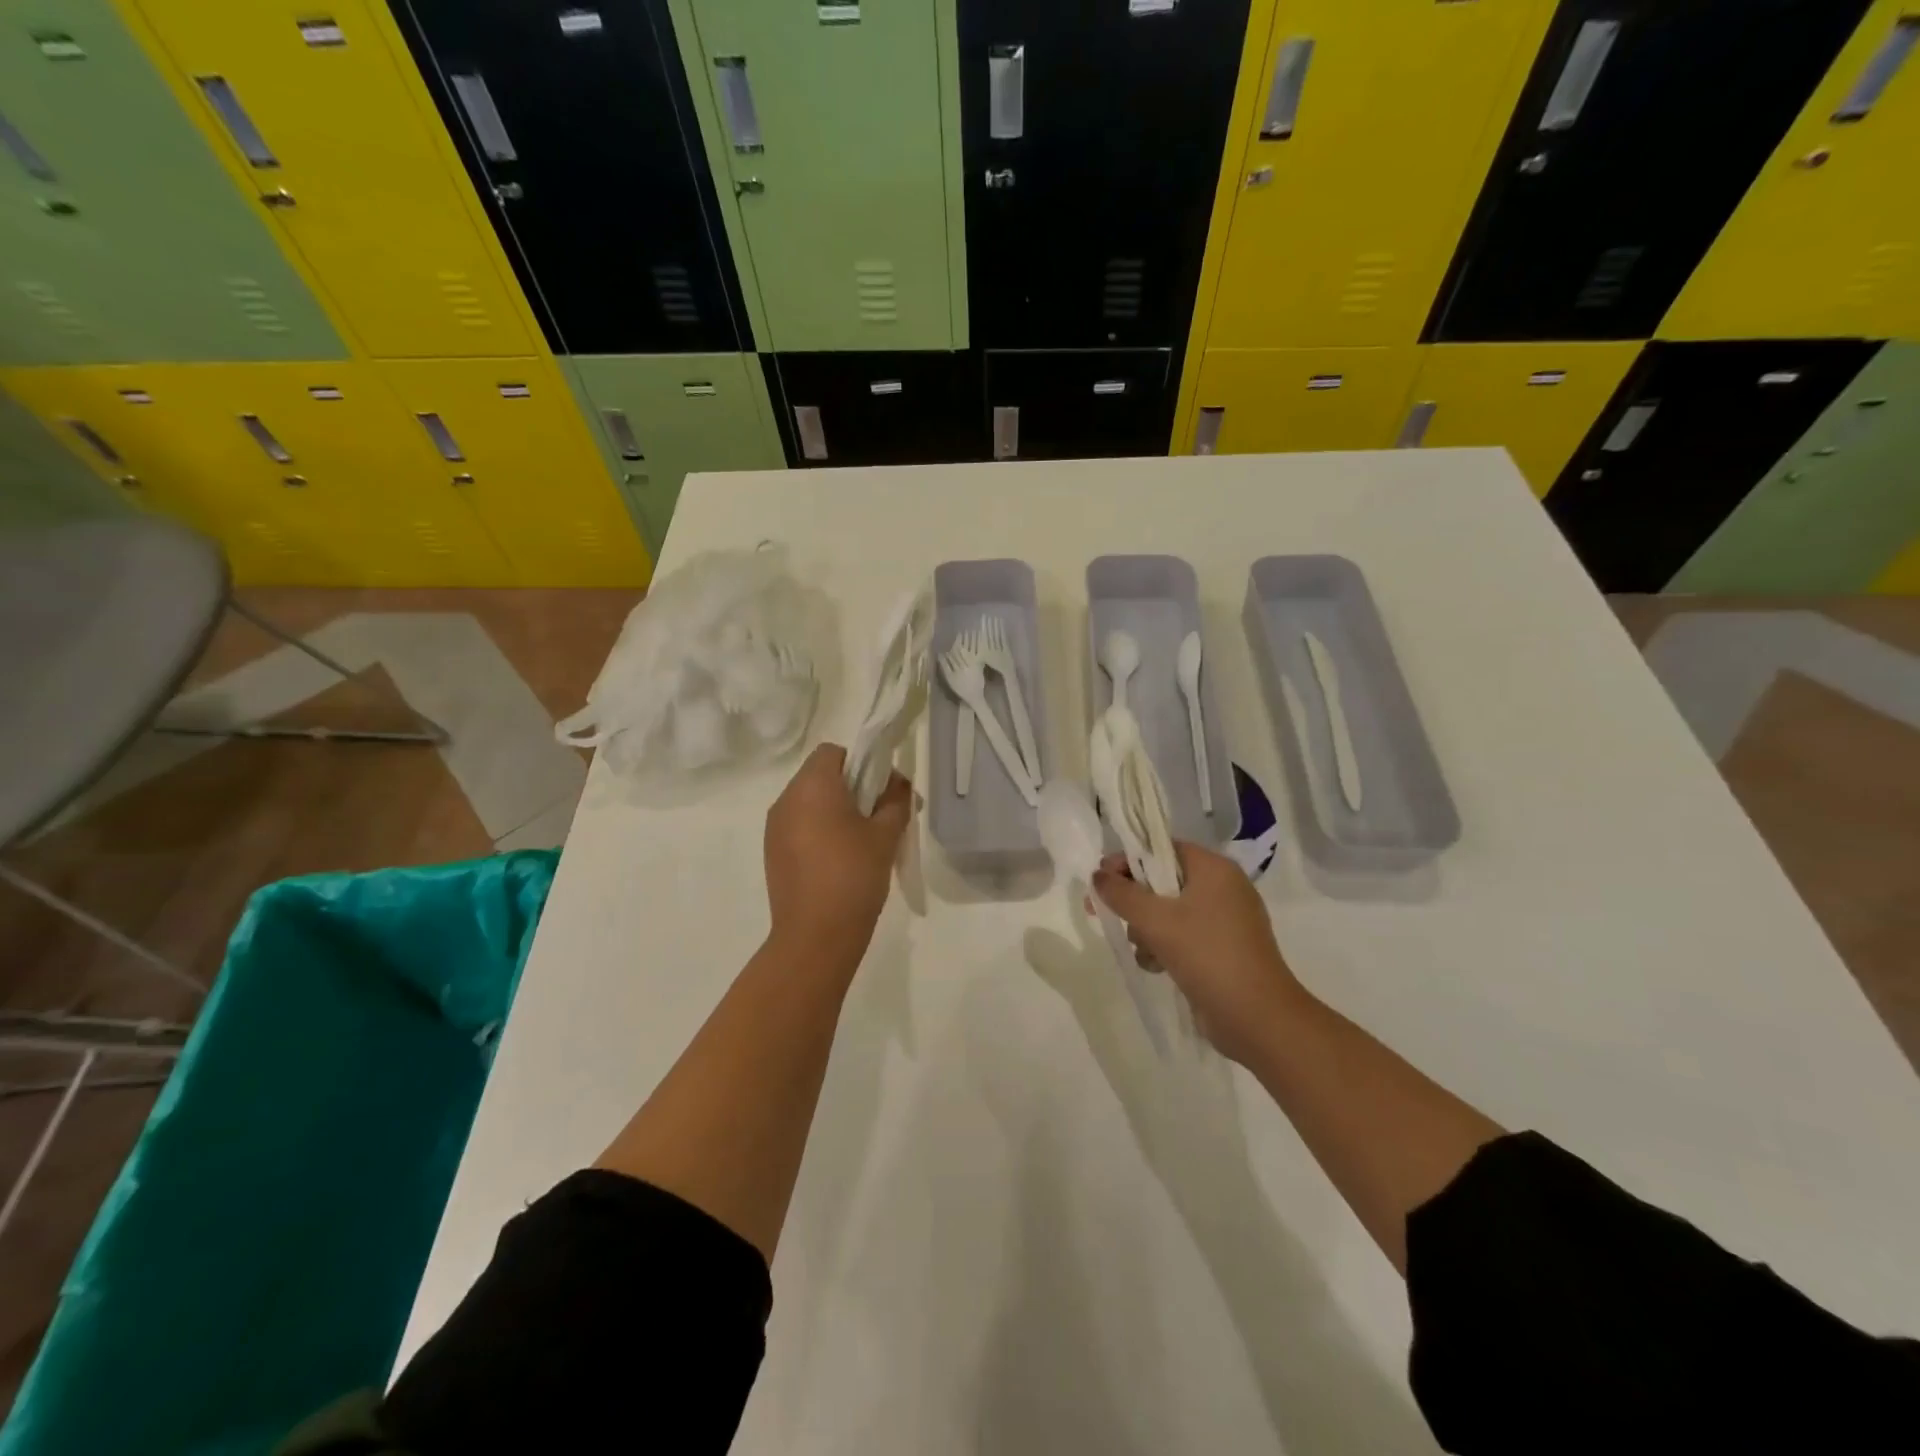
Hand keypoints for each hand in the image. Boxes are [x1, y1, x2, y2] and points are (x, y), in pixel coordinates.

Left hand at [764, 742, 911, 969]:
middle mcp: (786, 799)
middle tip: (880, 816)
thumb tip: (898, 784)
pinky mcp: (772, 853)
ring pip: (808, 802)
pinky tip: (839, 860)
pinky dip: (819, 831)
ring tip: (862, 842)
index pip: (833, 752)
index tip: (881, 790)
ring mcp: (774, 828)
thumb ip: (896, 800)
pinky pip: (798, 827)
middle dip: (851, 788)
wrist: (815, 936)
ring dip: (834, 810)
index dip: (861, 762)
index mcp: (812, 786)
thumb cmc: (854, 875)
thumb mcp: (886, 835)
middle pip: (820, 776)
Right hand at [1094, 842, 1303, 1063]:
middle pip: (1163, 881)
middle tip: (1108, 914)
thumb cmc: (1207, 955)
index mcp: (1214, 869)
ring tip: (1143, 950)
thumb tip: (1098, 874)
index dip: (1128, 860)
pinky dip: (1166, 947)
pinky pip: (1184, 935)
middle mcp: (1223, 888)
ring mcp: (1226, 920)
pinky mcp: (1223, 949)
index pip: (1162, 849)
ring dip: (1147, 929)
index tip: (1101, 880)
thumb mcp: (1156, 920)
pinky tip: (1156, 966)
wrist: (1257, 1018)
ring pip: (1170, 911)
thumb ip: (1121, 893)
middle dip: (1135, 901)